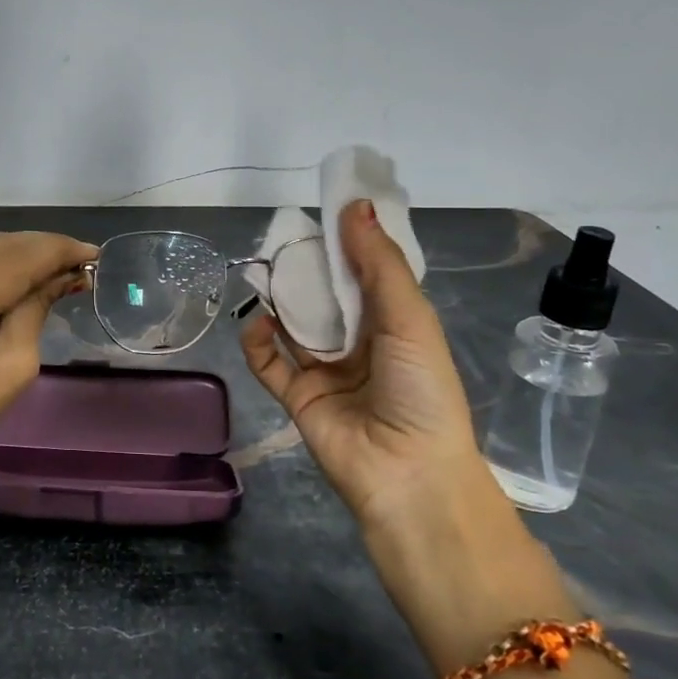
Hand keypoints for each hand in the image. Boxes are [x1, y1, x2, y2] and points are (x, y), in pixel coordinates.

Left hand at [0, 230, 96, 500]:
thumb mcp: (7, 377)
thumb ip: (34, 312)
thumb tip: (65, 273)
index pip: (9, 264)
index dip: (55, 252)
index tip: (92, 253)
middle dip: (37, 249)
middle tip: (77, 261)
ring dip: (10, 254)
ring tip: (48, 267)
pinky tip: (5, 276)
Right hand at [241, 199, 503, 534]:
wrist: (406, 473)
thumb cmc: (420, 389)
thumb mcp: (409, 318)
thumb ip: (379, 264)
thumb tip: (355, 205)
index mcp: (393, 324)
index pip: (365, 274)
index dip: (348, 243)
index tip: (326, 210)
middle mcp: (358, 343)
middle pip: (325, 296)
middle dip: (306, 268)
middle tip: (284, 238)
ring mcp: (324, 370)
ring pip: (293, 324)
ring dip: (279, 299)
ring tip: (263, 272)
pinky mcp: (296, 396)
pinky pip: (268, 362)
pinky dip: (257, 341)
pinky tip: (257, 322)